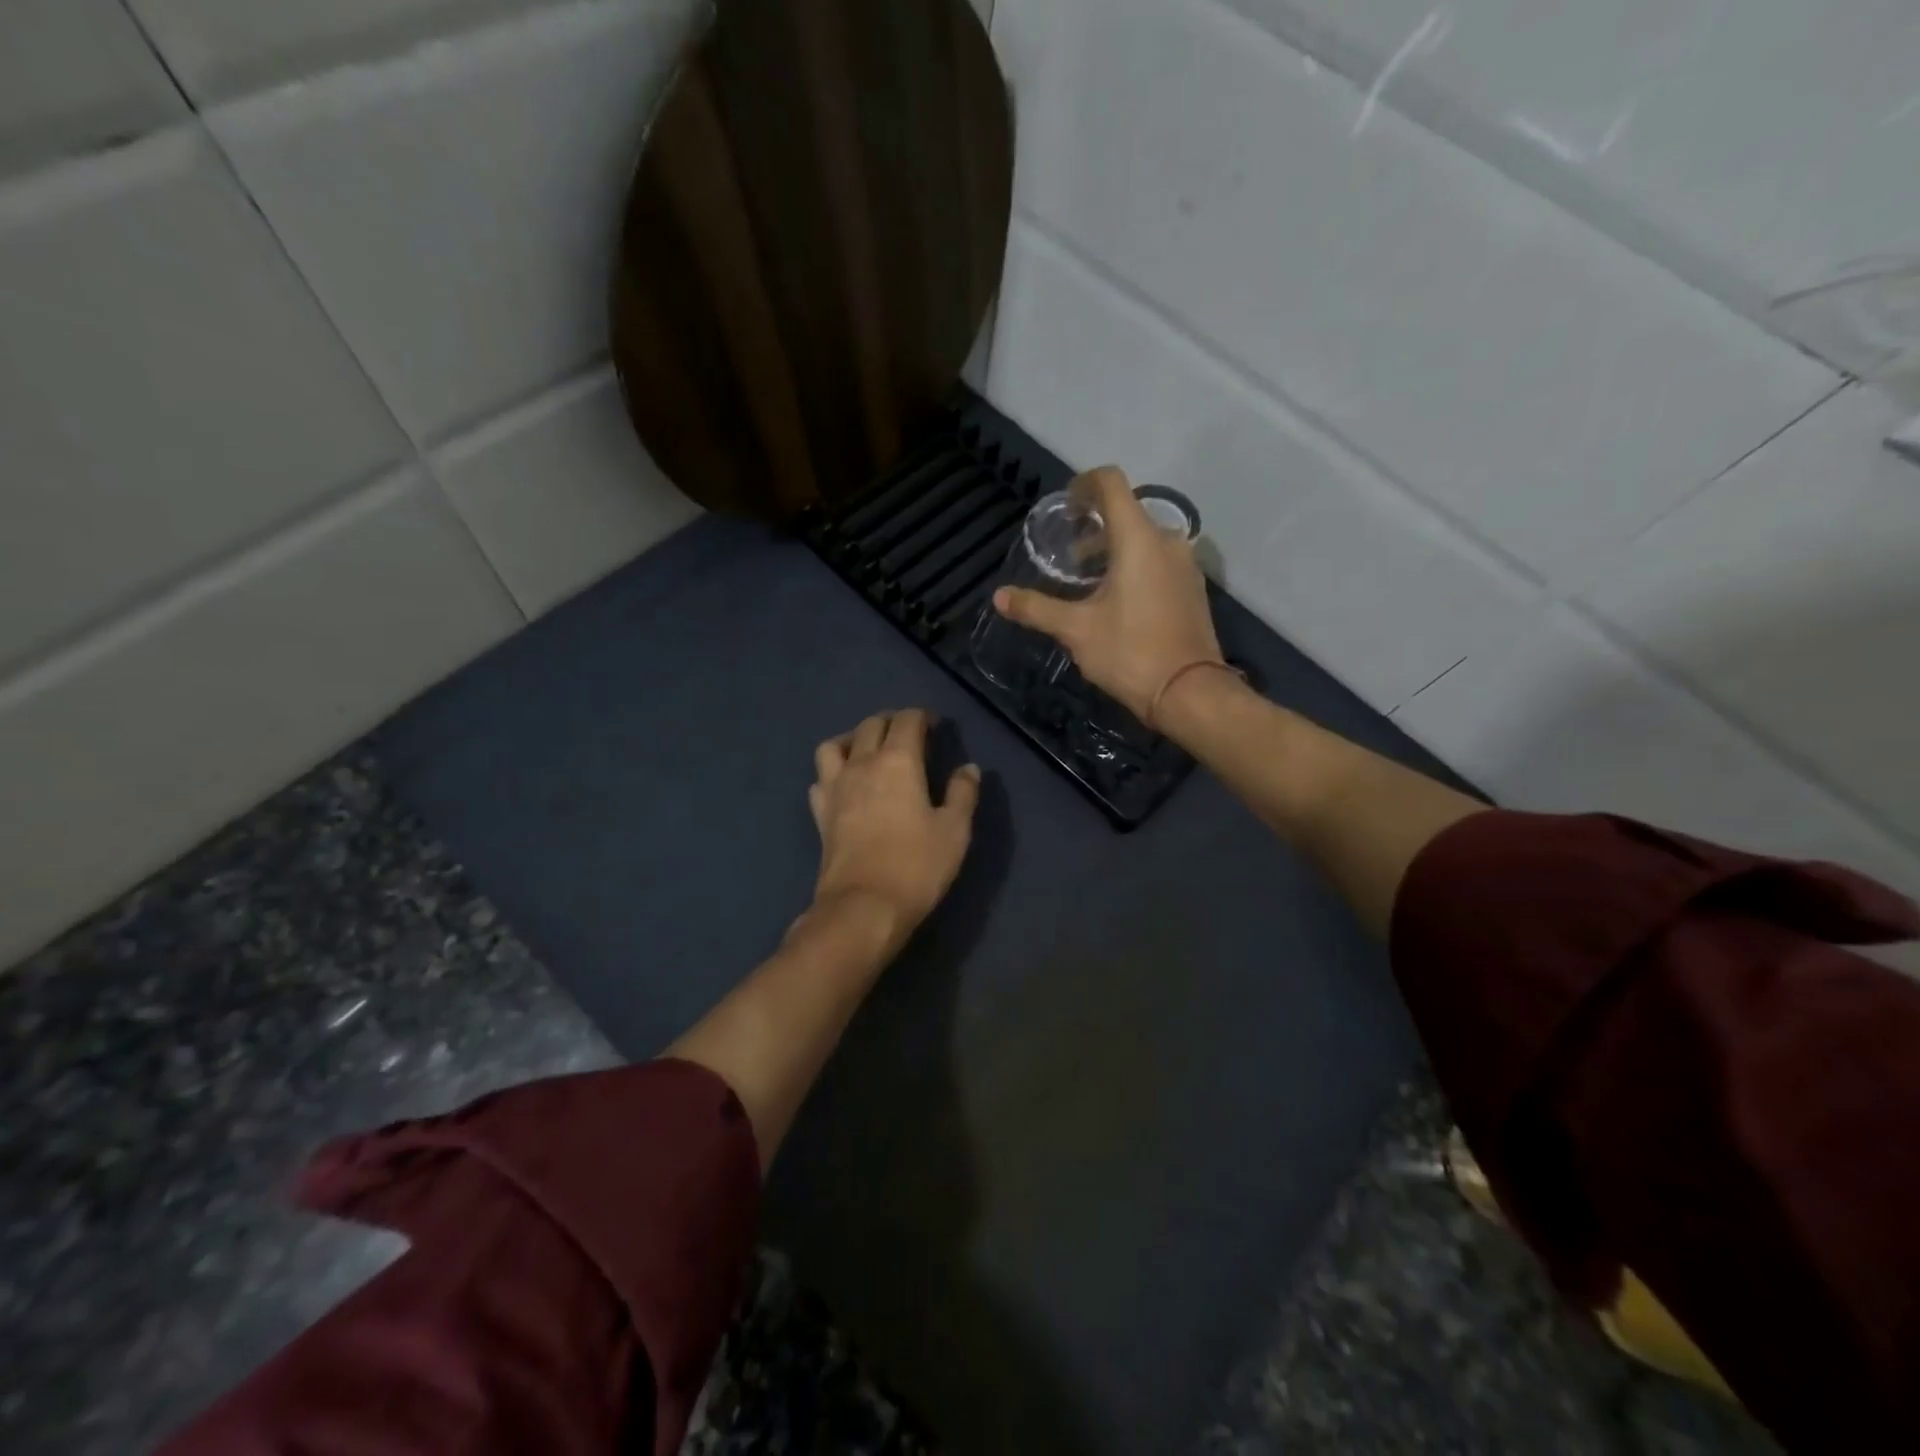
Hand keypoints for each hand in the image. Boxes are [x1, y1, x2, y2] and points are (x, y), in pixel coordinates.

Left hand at [807, 709, 980, 952]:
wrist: (864, 906)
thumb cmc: (916, 866)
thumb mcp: (954, 830)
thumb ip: (963, 793)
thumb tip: (968, 768)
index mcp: (898, 761)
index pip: (907, 721)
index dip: (922, 716)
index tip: (934, 724)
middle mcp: (862, 764)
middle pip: (871, 725)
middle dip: (891, 721)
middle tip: (908, 733)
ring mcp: (835, 788)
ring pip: (835, 745)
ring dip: (853, 739)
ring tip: (868, 750)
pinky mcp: (820, 813)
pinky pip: (821, 779)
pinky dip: (833, 773)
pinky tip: (845, 785)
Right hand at [993, 466, 1224, 721]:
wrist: (1189, 693)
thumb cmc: (1130, 652)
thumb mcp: (1076, 630)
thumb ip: (1037, 608)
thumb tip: (999, 597)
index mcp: (1138, 539)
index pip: (1111, 484)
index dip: (1084, 484)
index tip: (1065, 505)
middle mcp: (1167, 541)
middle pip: (1127, 512)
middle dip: (1093, 527)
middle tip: (1066, 555)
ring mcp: (1185, 565)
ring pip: (1144, 539)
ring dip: (1112, 549)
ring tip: (1085, 581)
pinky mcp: (1192, 589)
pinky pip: (1158, 561)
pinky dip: (1133, 566)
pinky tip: (1115, 599)